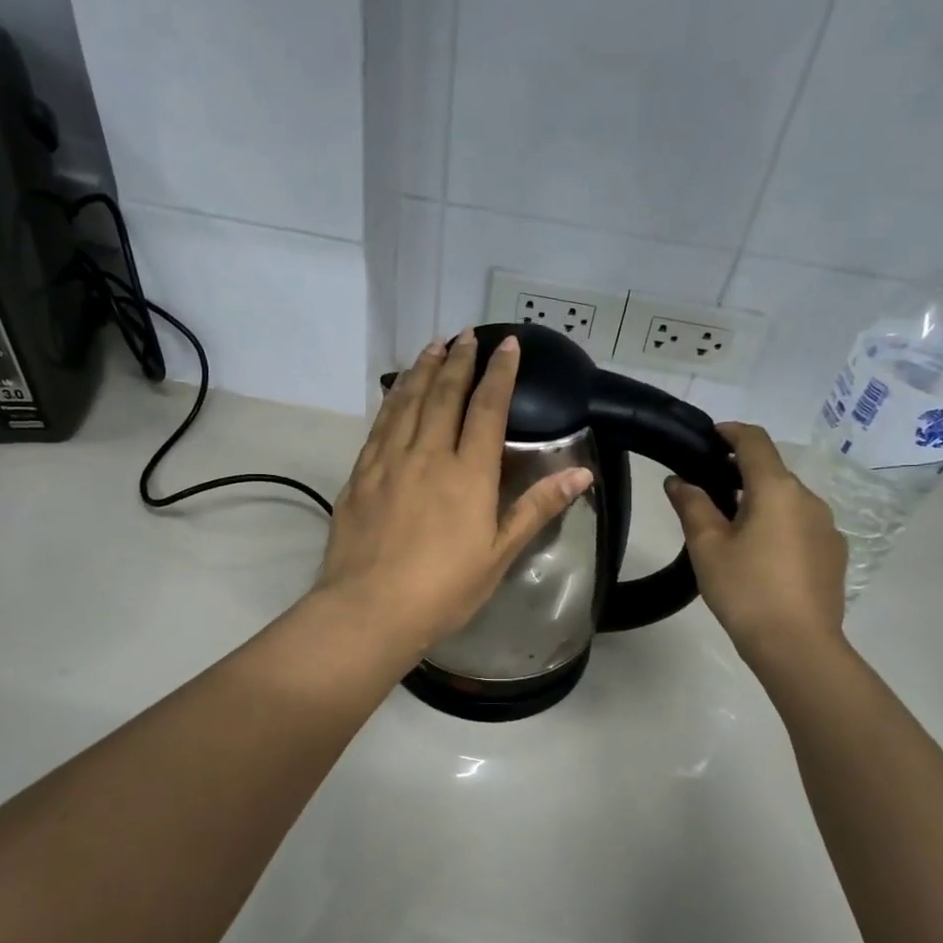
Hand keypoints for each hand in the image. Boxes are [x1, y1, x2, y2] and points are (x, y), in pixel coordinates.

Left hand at [315, 330, 592, 651]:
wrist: (369, 609)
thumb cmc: (443, 589)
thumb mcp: (499, 553)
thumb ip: (536, 508)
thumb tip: (581, 474)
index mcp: (467, 473)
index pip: (487, 408)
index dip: (499, 373)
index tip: (506, 344)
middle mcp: (427, 455)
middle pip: (444, 394)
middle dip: (459, 360)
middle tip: (466, 333)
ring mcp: (389, 461)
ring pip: (407, 402)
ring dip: (423, 370)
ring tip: (433, 346)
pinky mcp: (361, 475)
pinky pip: (379, 425)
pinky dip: (392, 399)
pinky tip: (395, 390)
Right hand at [665, 422, 845, 661]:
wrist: (798, 645)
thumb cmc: (745, 589)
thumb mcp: (707, 545)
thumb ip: (692, 505)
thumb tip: (679, 480)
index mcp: (776, 489)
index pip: (754, 442)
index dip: (731, 432)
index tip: (709, 437)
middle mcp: (808, 499)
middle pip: (772, 472)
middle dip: (740, 474)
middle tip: (707, 494)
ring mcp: (827, 527)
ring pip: (787, 501)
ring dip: (760, 503)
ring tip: (731, 531)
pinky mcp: (834, 554)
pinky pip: (801, 526)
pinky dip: (778, 527)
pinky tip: (761, 558)